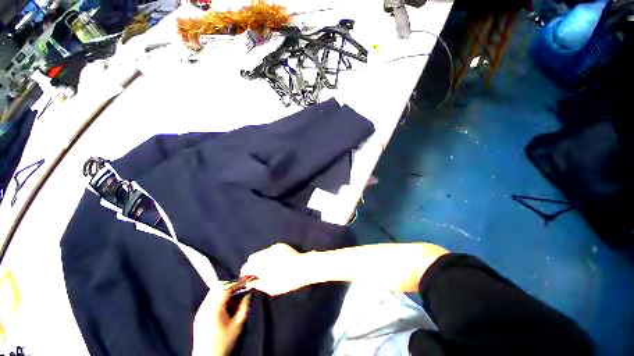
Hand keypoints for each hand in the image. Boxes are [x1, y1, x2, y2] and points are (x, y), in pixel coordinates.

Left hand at [193, 286, 250, 355]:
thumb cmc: (224, 342)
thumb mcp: (238, 325)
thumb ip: (245, 306)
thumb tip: (249, 293)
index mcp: (215, 307)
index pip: (227, 287)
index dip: (238, 282)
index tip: (247, 280)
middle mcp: (205, 306)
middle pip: (219, 286)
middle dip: (231, 285)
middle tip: (241, 289)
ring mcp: (201, 310)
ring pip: (214, 292)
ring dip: (225, 291)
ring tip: (235, 300)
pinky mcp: (199, 315)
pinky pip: (210, 299)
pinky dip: (219, 297)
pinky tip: (226, 307)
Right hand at [240, 243, 312, 295]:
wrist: (301, 267)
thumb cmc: (284, 280)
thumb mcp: (269, 288)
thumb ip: (257, 284)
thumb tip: (250, 282)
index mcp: (258, 264)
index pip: (245, 267)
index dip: (245, 273)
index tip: (249, 278)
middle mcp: (263, 253)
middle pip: (252, 258)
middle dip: (253, 265)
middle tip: (259, 273)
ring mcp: (272, 247)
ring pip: (262, 253)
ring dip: (262, 259)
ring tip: (269, 267)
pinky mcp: (280, 245)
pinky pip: (271, 250)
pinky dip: (270, 255)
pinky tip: (278, 261)